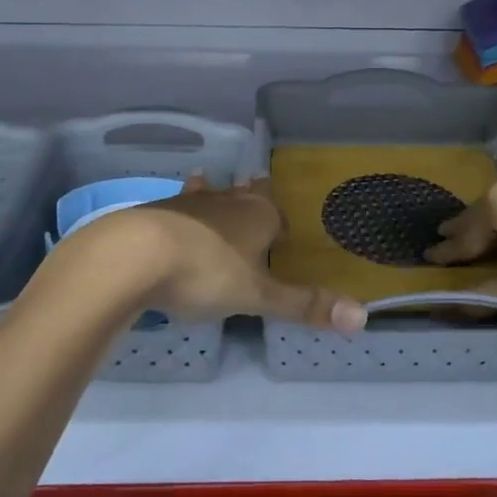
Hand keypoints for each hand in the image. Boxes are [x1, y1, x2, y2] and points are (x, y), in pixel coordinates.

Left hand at [132, 174, 366, 331]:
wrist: (134, 255)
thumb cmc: (205, 272)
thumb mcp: (257, 296)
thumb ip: (304, 305)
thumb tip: (362, 316)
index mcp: (257, 216)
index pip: (275, 210)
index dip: (280, 219)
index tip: (282, 227)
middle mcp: (226, 202)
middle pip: (243, 193)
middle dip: (249, 194)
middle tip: (251, 184)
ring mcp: (188, 203)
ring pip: (207, 192)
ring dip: (210, 191)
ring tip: (205, 180)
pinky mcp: (156, 212)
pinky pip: (175, 207)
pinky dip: (178, 210)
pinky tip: (168, 215)